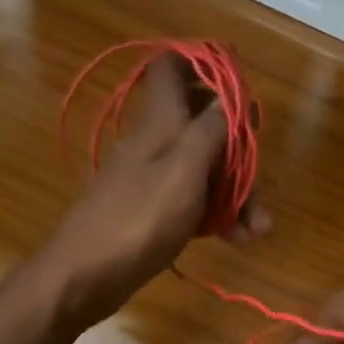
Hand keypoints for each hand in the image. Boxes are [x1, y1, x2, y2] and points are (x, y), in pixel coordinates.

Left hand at [33, 53, 268, 326]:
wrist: (83, 276)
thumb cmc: (139, 219)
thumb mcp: (185, 170)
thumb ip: (211, 130)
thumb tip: (231, 96)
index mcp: (160, 121)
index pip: (173, 68)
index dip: (206, 66)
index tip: (240, 88)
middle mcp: (156, 142)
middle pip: (203, 126)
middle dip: (238, 152)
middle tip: (260, 183)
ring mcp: (153, 177)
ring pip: (205, 169)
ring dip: (235, 193)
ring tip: (257, 230)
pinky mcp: (152, 210)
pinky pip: (193, 201)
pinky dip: (216, 216)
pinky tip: (235, 239)